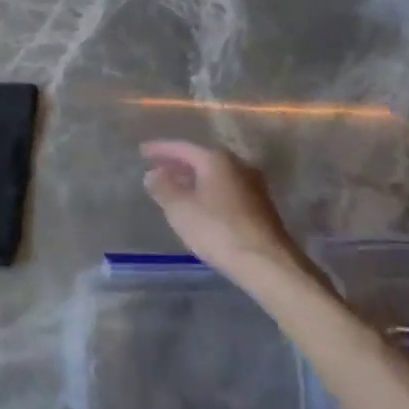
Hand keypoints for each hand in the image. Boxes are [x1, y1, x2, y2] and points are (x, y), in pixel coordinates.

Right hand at [141, 140, 302, 279]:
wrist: (266, 261)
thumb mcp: (180, 210)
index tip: (142, 151)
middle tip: (157, 168)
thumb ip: (163, 188)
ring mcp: (252, 184)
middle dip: (178, 163)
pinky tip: (199, 204)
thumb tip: (153, 173)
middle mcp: (238, 164)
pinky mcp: (260, 204)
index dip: (160, 149)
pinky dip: (208, 190)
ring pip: (215, 174)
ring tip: (175, 187)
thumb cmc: (217, 230)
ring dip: (193, 178)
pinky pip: (226, 188)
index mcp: (216, 160)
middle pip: (201, 158)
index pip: (182, 147)